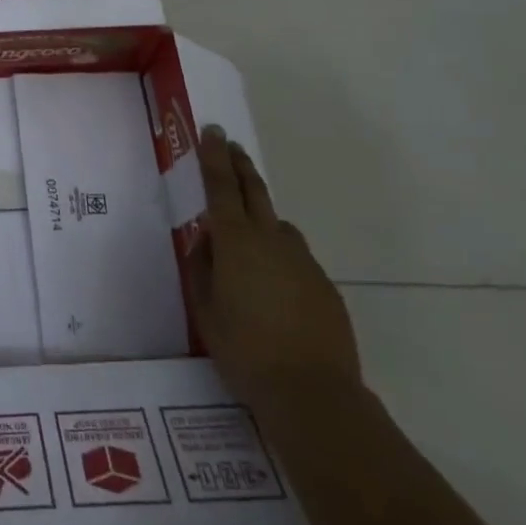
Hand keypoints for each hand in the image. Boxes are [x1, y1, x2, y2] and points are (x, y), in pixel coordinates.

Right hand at [188, 126, 361, 413]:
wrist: (313, 393)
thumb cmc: (244, 349)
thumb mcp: (204, 308)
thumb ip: (201, 267)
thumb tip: (207, 240)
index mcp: (236, 241)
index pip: (222, 186)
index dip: (215, 157)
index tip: (212, 131)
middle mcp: (271, 239)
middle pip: (255, 191)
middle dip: (240, 165)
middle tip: (231, 145)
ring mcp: (303, 261)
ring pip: (279, 225)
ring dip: (263, 216)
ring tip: (248, 234)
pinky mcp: (324, 285)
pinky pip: (296, 258)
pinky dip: (281, 256)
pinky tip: (274, 287)